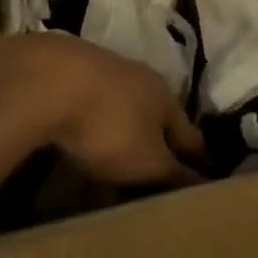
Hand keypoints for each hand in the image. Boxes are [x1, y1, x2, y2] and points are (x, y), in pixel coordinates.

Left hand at [0, 35, 208, 188]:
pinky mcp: (73, 74)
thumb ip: (175, 174)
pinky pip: (94, 111)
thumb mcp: (148, 161)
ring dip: (125, 138)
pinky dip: (96, 130)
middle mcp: (141, 79)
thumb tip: (205, 185)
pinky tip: (84, 147)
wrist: (50, 80)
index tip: (206, 179)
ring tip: (118, 170)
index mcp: (166, 97)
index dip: (199, 160)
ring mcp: (106, 72)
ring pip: (124, 112)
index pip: (190, 135)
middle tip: (159, 181)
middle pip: (157, 119)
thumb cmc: (110, 125)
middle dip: (158, 147)